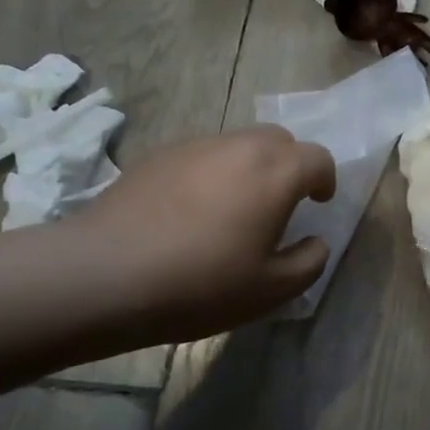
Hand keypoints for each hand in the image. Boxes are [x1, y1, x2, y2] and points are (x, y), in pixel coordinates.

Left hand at [70, 126, 336, 340]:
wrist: (104, 274)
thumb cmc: (199, 284)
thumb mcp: (270, 290)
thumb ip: (309, 262)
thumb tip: (316, 241)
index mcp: (276, 172)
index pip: (318, 157)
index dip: (325, 179)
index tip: (318, 202)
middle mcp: (240, 147)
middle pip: (280, 139)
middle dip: (290, 164)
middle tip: (280, 201)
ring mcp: (196, 146)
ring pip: (239, 144)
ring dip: (250, 167)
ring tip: (233, 208)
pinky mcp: (160, 155)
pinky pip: (202, 155)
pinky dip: (212, 173)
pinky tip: (191, 211)